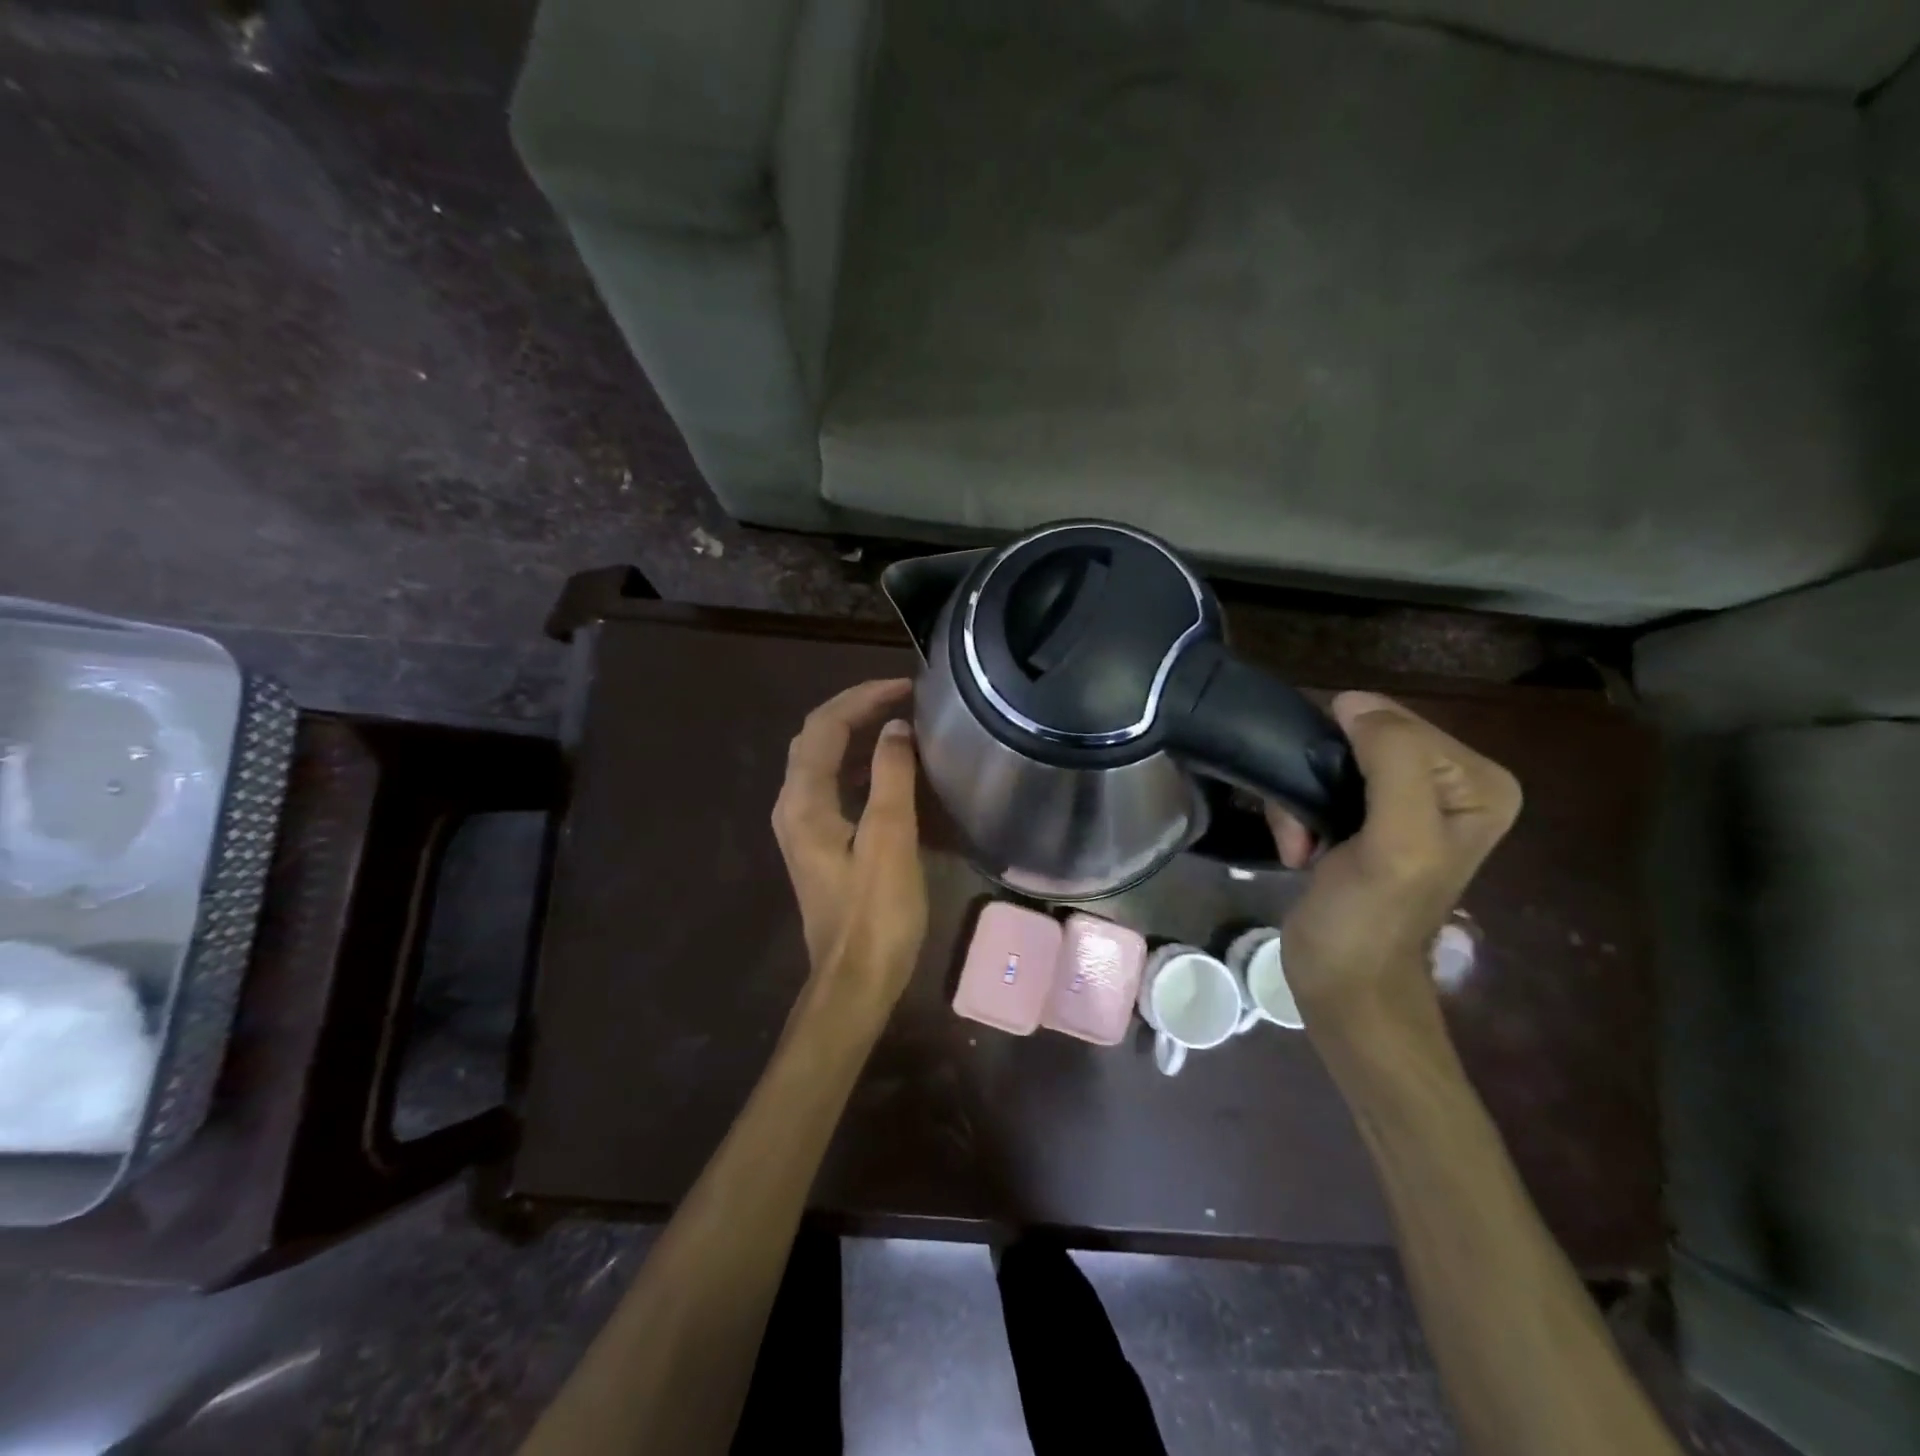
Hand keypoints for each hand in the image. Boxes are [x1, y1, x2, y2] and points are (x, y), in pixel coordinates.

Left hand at [772, 679, 928, 1014]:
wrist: (856, 980)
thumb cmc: (876, 913)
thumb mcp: (890, 839)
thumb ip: (891, 776)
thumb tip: (895, 728)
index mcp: (803, 802)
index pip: (825, 727)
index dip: (862, 698)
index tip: (906, 686)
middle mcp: (794, 807)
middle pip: (817, 739)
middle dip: (857, 710)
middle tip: (903, 697)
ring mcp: (803, 828)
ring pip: (824, 762)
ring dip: (858, 736)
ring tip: (900, 722)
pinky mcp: (820, 845)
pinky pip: (835, 787)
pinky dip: (861, 766)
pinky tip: (891, 770)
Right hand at [1266, 692, 1520, 1027]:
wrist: (1344, 984)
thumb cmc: (1371, 918)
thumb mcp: (1397, 841)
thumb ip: (1392, 763)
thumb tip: (1352, 701)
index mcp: (1479, 783)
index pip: (1395, 724)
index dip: (1346, 756)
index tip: (1326, 812)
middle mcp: (1450, 785)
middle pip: (1361, 742)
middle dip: (1319, 781)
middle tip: (1307, 831)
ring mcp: (1407, 803)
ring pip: (1330, 762)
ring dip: (1300, 802)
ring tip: (1300, 845)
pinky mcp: (1368, 821)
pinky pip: (1319, 786)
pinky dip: (1298, 815)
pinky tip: (1300, 851)